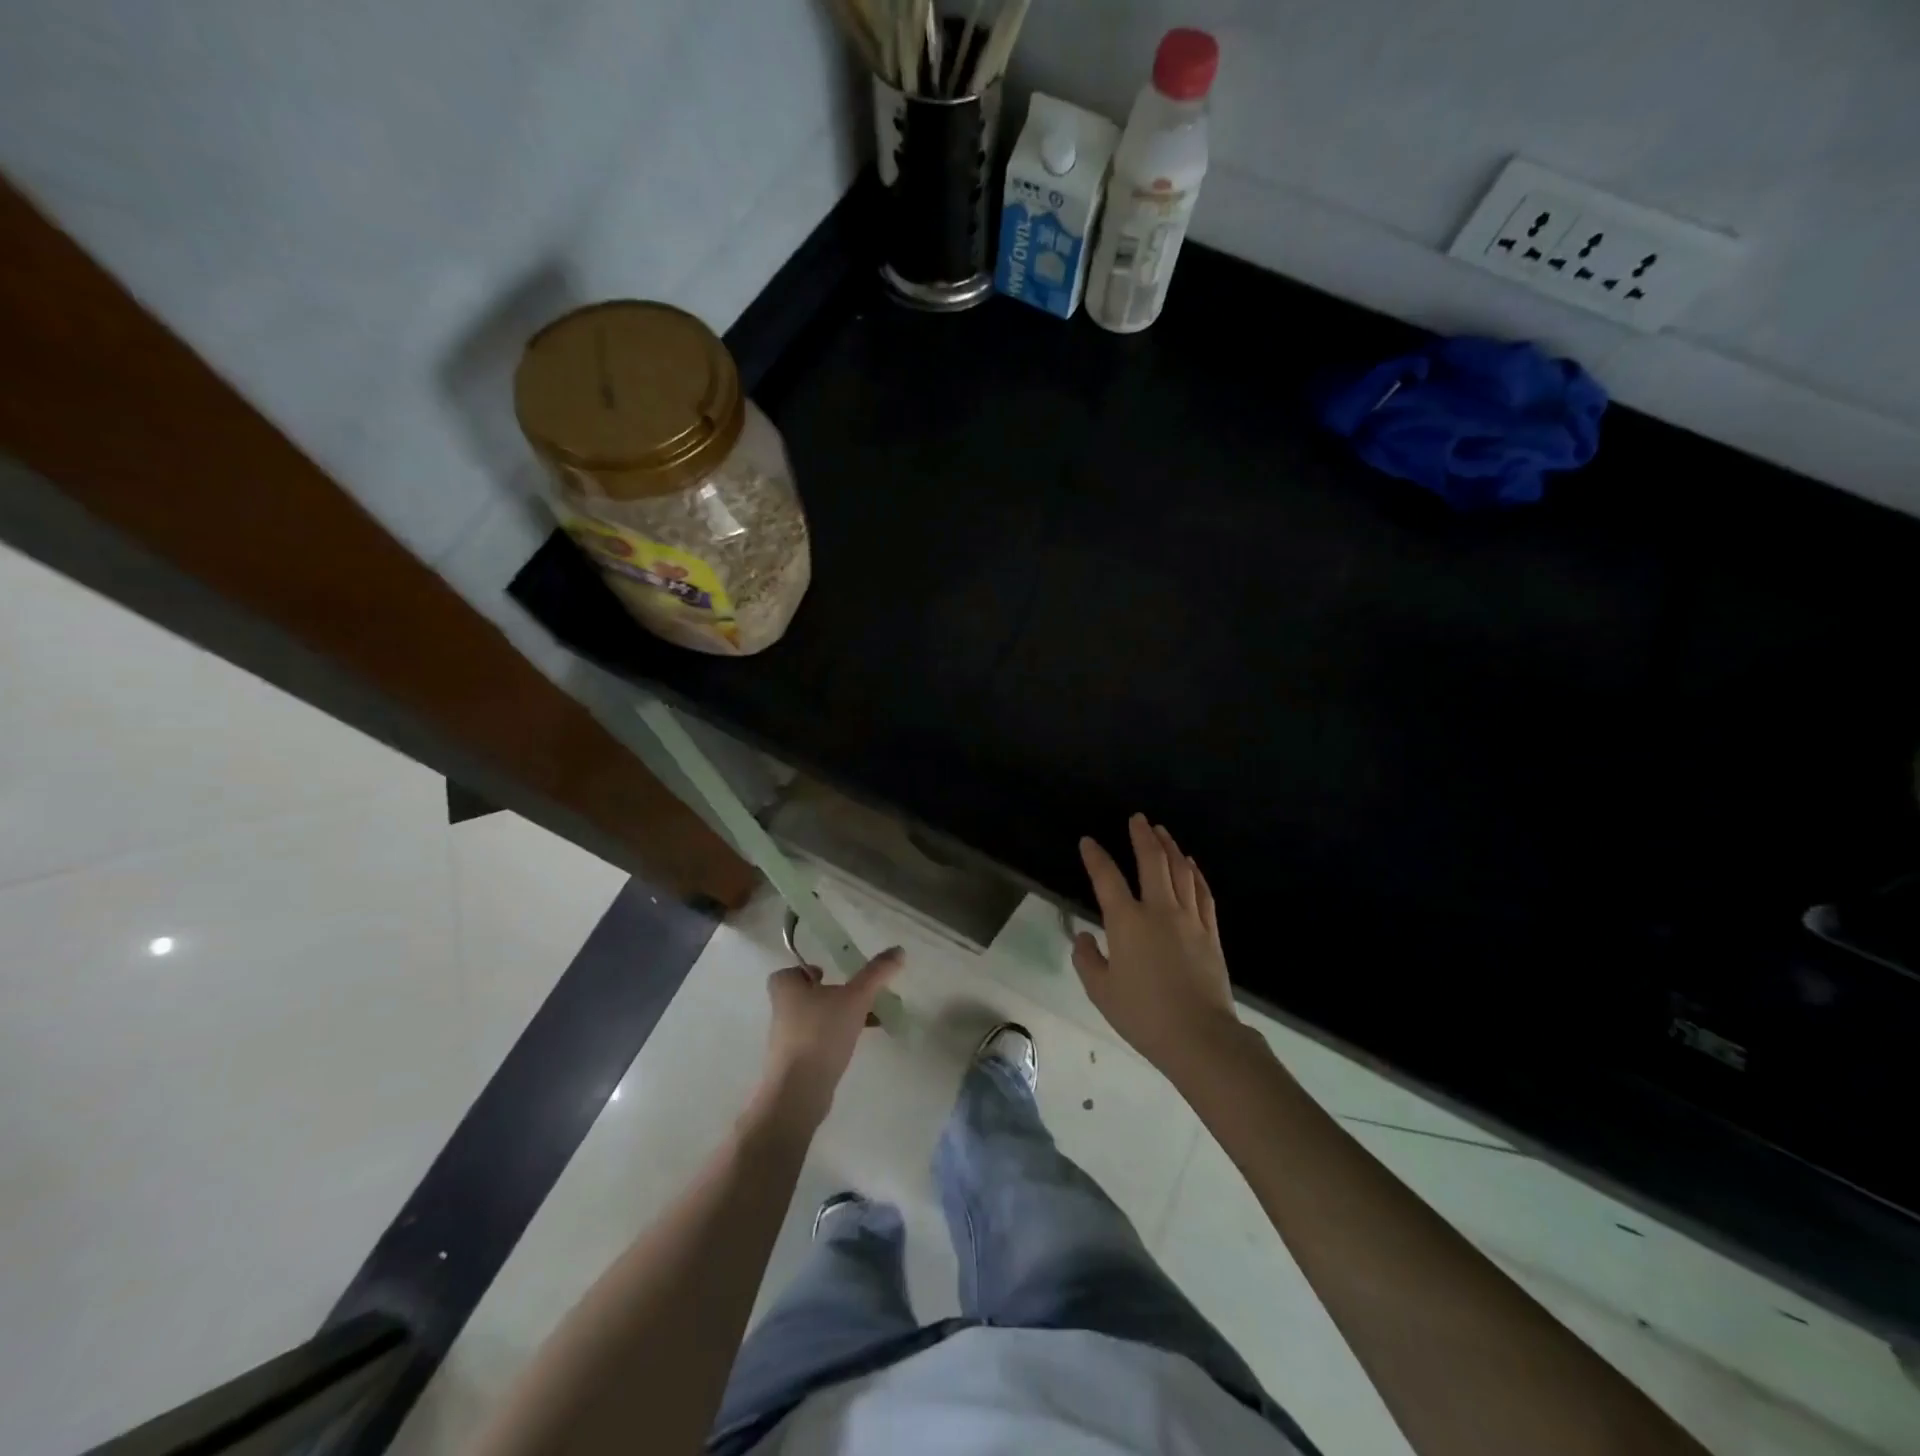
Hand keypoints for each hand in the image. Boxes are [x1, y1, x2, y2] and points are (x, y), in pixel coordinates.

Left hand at [756, 948, 903, 1129]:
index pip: (788, 972)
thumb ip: (876, 973)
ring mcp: (787, 1040)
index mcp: (786, 989)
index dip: (806, 971)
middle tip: (855, 995)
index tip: (829, 974)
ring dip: (836, 1017)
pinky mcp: (796, 1063)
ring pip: (813, 1019)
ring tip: (866, 1020)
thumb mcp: (855, 997)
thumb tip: (899, 949)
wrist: (799, 1092)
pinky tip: (856, 1044)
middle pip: (804, 995)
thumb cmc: (821, 1033)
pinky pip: (817, 1042)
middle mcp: (782, 1011)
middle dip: (829, 994)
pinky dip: (834, 1038)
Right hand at [1073, 815, 1242, 1076]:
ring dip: (1169, 847)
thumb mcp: (1101, 992)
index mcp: (1127, 922)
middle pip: (1151, 862)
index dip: (1095, 857)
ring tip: (1161, 831)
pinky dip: (1195, 873)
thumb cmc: (1144, 1015)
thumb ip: (1088, 960)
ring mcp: (1189, 919)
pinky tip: (1191, 864)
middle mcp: (1159, 910)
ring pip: (1180, 871)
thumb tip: (1085, 938)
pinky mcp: (1210, 932)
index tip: (1088, 842)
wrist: (1200, 1037)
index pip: (1107, 879)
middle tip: (1137, 818)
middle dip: (1142, 836)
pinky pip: (1203, 892)